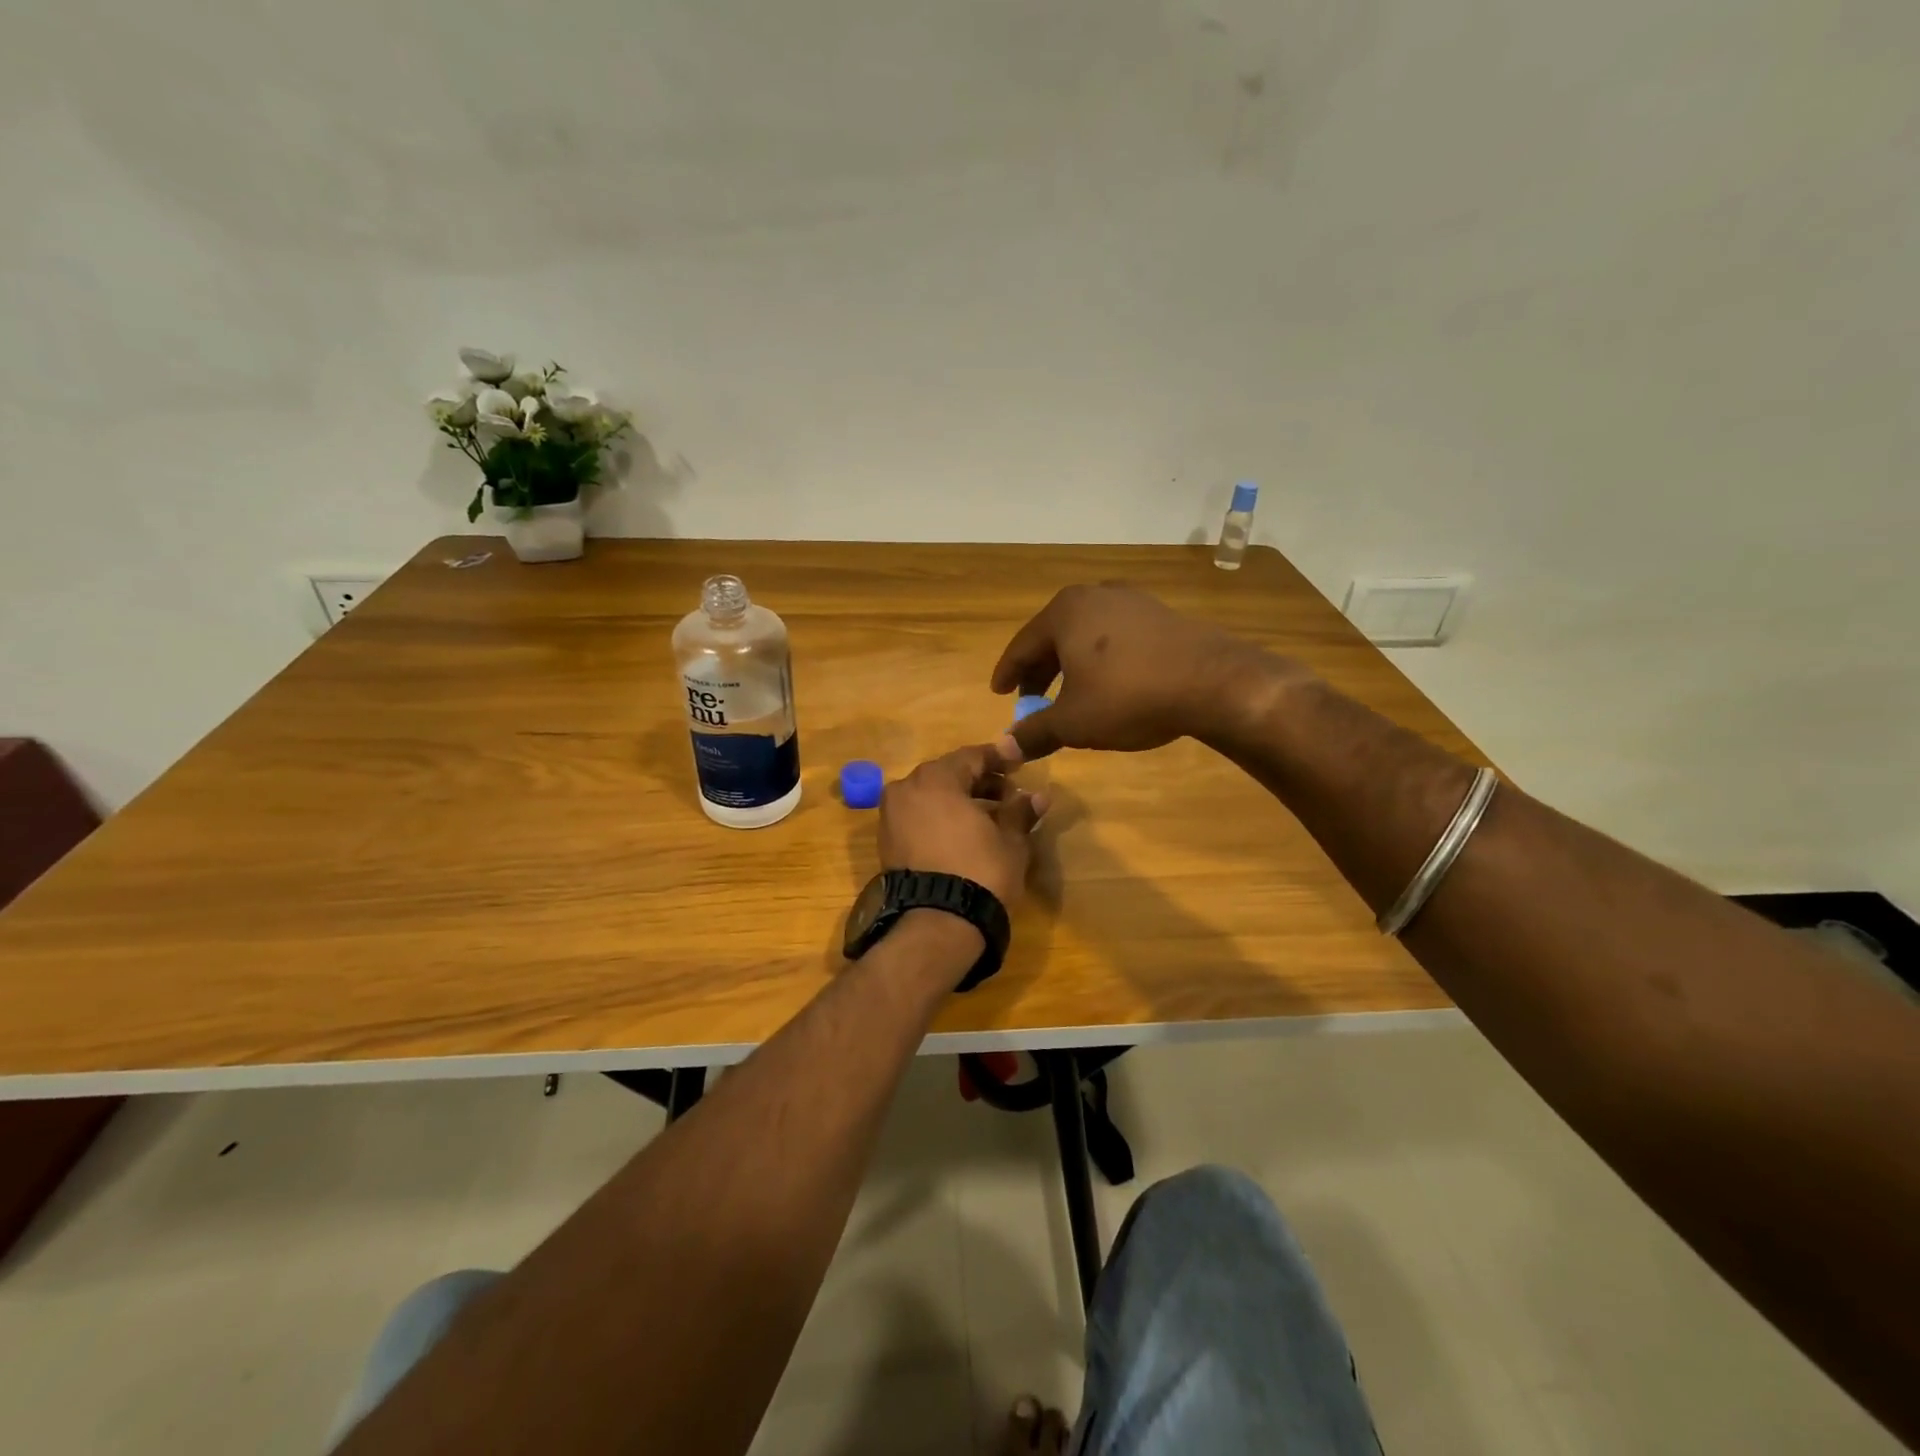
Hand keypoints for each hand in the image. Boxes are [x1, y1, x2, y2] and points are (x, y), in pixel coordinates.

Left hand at [878, 745, 1041, 906]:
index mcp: (935, 779)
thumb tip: (1039, 796)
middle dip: (979, 781)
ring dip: (959, 800)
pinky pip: (918, 817)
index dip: (999, 758)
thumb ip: (1021, 812)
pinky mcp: (886, 842)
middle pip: (948, 774)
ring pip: (931, 796)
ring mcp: (891, 816)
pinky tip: (964, 833)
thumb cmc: (980, 871)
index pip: (972, 756)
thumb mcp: (1010, 841)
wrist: (937, 923)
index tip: (1019, 762)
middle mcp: (906, 789)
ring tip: (990, 816)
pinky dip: (940, 818)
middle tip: (1008, 793)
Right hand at [990, 583, 1307, 760]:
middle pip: (1054, 636)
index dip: (1008, 674)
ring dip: (1071, 665)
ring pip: (1086, 635)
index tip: (999, 693)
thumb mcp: (1074, 722)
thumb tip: (1004, 748)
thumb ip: (1035, 732)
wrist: (1213, 682)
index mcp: (1064, 613)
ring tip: (1069, 694)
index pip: (1022, 646)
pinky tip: (1110, 683)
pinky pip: (1116, 636)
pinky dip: (1102, 659)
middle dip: (1040, 671)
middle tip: (1031, 700)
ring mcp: (1132, 600)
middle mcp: (1094, 595)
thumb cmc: (1129, 697)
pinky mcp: (1161, 613)